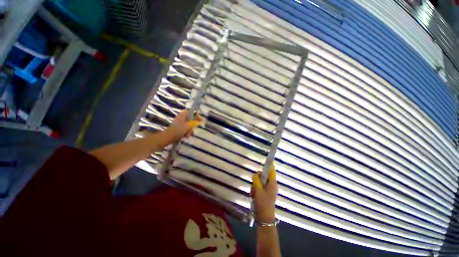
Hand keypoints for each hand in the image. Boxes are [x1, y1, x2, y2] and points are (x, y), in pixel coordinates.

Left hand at [164, 110, 201, 142]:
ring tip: (188, 134)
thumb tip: (199, 121)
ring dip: (190, 130)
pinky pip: (185, 129)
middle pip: (190, 119)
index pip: (191, 112)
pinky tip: (186, 136)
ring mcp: (179, 123)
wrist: (169, 137)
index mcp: (183, 115)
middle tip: (194, 129)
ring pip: (188, 125)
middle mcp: (181, 118)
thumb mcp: (188, 126)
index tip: (200, 120)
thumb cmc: (178, 130)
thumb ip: (194, 123)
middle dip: (193, 125)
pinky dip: (187, 132)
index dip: (196, 115)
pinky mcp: (178, 128)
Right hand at [251, 164, 277, 222]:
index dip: (269, 165)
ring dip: (255, 186)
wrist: (264, 217)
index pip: (272, 171)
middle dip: (257, 179)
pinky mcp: (265, 194)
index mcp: (272, 183)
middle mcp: (271, 185)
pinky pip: (259, 188)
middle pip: (264, 176)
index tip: (266, 161)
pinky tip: (253, 195)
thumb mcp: (258, 189)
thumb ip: (256, 179)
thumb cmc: (263, 202)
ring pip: (260, 182)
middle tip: (253, 184)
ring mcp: (268, 190)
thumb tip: (256, 174)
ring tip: (253, 193)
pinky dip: (255, 190)